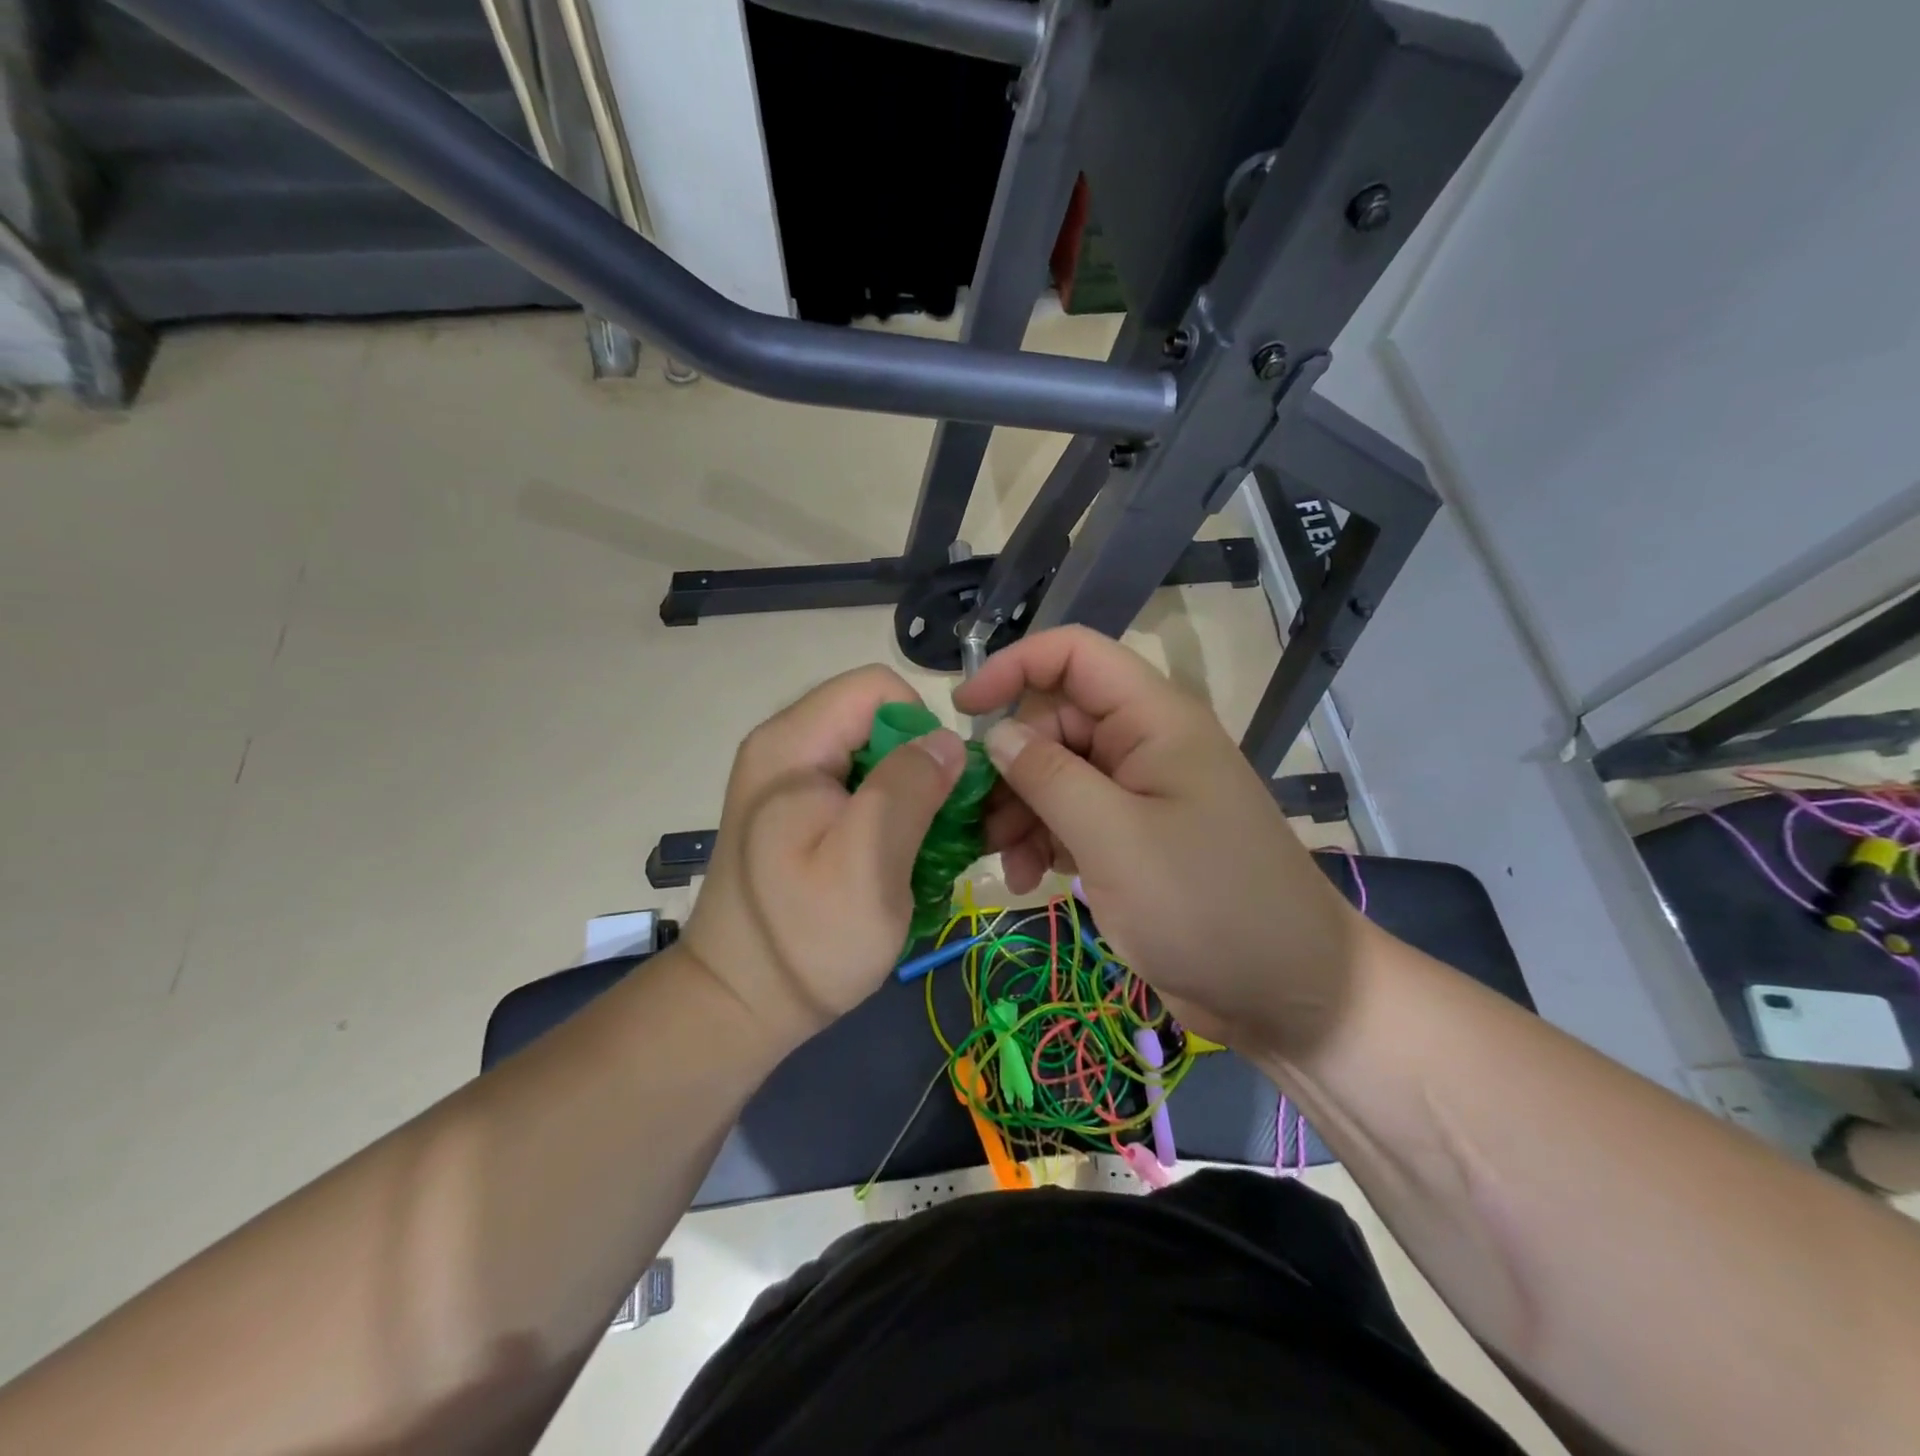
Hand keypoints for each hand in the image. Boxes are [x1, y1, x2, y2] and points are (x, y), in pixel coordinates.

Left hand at [680, 666, 965, 1047]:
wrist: (739, 1003)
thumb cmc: (805, 938)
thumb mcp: (868, 861)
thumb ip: (909, 787)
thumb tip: (947, 741)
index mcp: (793, 744)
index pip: (878, 686)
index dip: (920, 727)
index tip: (933, 792)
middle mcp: (786, 746)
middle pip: (878, 718)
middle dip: (920, 764)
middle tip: (936, 828)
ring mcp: (789, 780)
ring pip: (875, 754)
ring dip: (910, 794)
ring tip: (919, 850)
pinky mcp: (798, 811)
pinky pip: (860, 785)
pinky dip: (889, 813)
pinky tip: (895, 857)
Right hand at [952, 626, 1367, 1058]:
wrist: (1284, 993)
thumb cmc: (1205, 905)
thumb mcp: (1114, 838)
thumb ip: (1049, 777)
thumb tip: (997, 735)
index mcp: (1153, 719)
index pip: (1074, 655)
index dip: (1014, 667)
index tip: (964, 712)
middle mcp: (1144, 744)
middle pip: (1055, 721)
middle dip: (1012, 765)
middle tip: (979, 819)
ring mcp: (1139, 793)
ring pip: (1055, 773)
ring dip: (1020, 810)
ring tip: (1004, 861)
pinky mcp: (1132, 837)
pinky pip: (1070, 816)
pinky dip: (1041, 839)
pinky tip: (1027, 878)